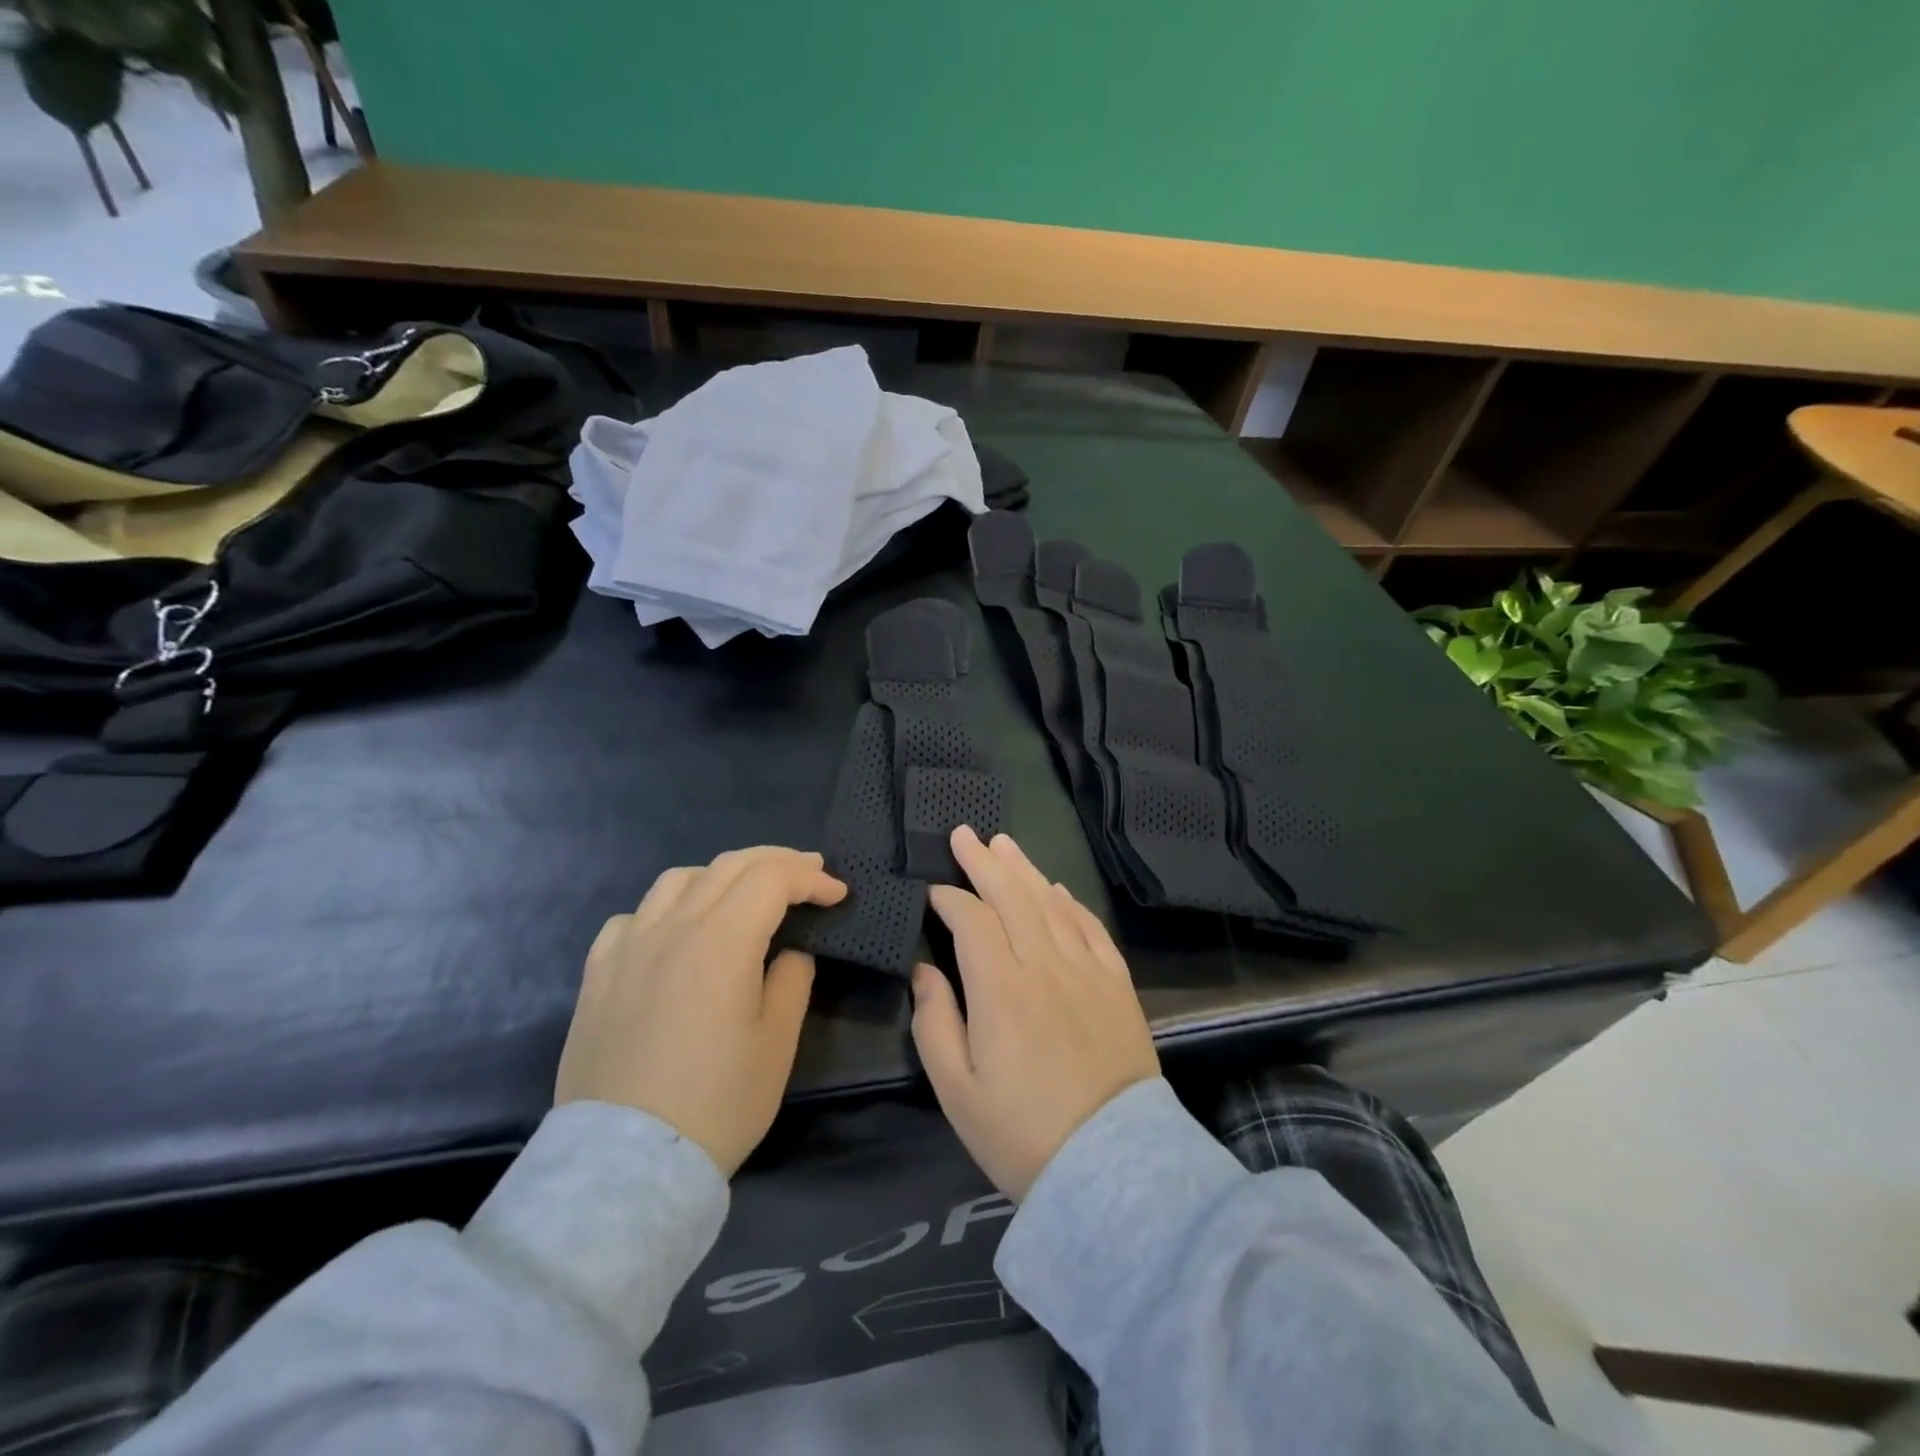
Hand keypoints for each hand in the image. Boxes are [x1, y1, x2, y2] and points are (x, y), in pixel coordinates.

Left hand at [556, 847, 846, 1175]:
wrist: (626, 1163)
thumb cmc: (717, 1102)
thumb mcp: (777, 1043)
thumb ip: (791, 980)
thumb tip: (789, 952)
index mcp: (722, 940)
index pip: (772, 878)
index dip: (811, 878)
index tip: (837, 895)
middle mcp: (673, 927)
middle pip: (729, 866)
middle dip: (777, 861)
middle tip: (809, 873)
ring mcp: (628, 947)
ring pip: (679, 879)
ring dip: (722, 875)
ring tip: (744, 894)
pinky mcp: (598, 974)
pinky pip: (635, 916)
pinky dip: (668, 908)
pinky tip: (676, 932)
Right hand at [910, 826, 1159, 1199]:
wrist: (1112, 1168)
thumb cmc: (1022, 1133)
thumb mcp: (957, 1090)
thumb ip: (934, 1022)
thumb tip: (924, 970)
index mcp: (1001, 989)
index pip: (972, 920)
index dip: (949, 898)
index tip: (932, 891)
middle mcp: (1045, 965)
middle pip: (1012, 897)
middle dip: (984, 862)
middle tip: (965, 833)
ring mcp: (1087, 971)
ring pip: (1052, 904)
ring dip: (1025, 870)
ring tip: (1004, 844)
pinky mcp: (1117, 985)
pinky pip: (1091, 928)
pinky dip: (1071, 903)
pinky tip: (1057, 889)